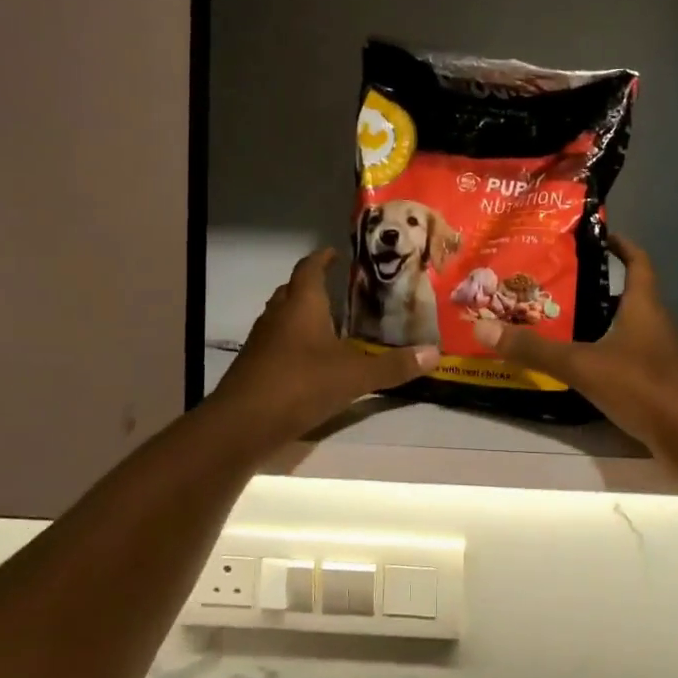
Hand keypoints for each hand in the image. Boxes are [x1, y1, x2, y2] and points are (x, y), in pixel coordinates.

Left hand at [210, 249, 438, 444]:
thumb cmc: (300, 384)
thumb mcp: (354, 376)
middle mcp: (278, 316)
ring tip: (330, 323)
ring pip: (282, 317)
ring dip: (302, 315)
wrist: (242, 424)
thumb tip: (435, 354)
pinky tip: (312, 360)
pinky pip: (276, 343)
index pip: (310, 268)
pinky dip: (294, 343)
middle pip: (293, 290)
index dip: (322, 258)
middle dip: (313, 286)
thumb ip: (393, 366)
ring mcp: (262, 342)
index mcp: (302, 305)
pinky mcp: (254, 367)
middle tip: (340, 289)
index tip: (336, 252)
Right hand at [473, 233, 677, 452]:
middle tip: (557, 284)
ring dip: (600, 322)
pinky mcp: (659, 383)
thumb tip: (483, 328)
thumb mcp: (582, 364)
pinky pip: (629, 357)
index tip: (596, 235)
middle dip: (596, 287)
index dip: (621, 244)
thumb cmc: (642, 386)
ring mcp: (662, 355)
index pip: (638, 261)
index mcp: (645, 306)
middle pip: (628, 295)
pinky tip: (582, 367)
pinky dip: (607, 354)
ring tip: (560, 322)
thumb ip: (534, 349)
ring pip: (627, 328)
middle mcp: (657, 324)